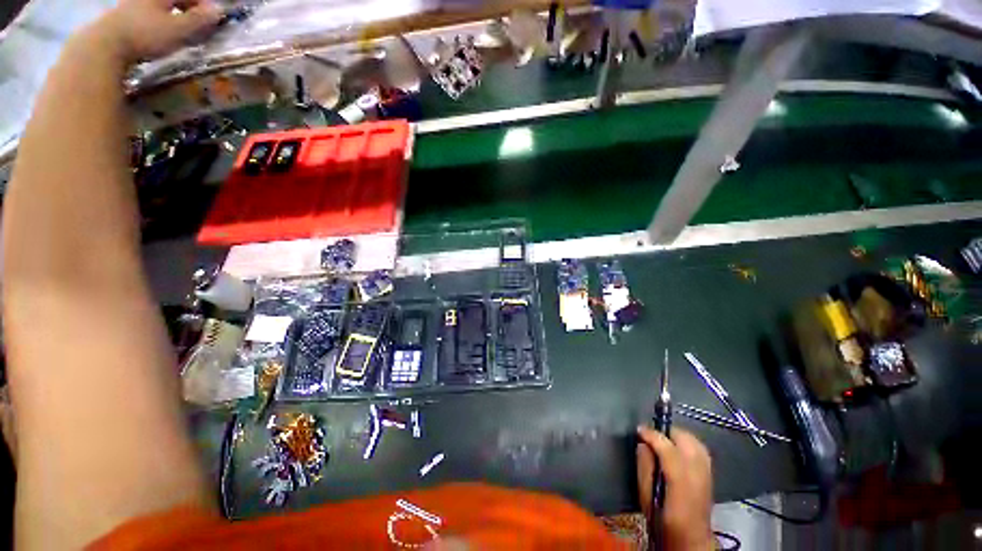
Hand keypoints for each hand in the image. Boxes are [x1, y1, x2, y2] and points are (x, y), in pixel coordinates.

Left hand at [90, 0, 221, 63]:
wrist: (106, 44)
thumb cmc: (146, 34)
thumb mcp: (178, 29)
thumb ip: (199, 19)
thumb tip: (219, 10)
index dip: (205, 6)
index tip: (215, 19)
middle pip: (174, 0)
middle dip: (189, 10)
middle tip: (201, 26)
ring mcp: (133, 4)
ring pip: (161, 7)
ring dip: (174, 16)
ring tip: (183, 32)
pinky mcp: (124, 16)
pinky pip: (148, 14)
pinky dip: (160, 22)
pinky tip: (161, 35)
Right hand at [637, 426, 713, 549]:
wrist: (690, 540)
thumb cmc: (663, 521)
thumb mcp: (645, 497)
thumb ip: (644, 468)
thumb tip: (642, 443)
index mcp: (681, 485)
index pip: (669, 450)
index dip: (653, 435)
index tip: (639, 430)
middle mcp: (698, 476)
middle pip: (686, 441)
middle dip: (666, 431)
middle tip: (650, 435)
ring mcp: (708, 475)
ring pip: (695, 442)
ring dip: (678, 435)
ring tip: (662, 439)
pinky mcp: (711, 475)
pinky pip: (701, 449)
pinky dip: (688, 442)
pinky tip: (677, 447)